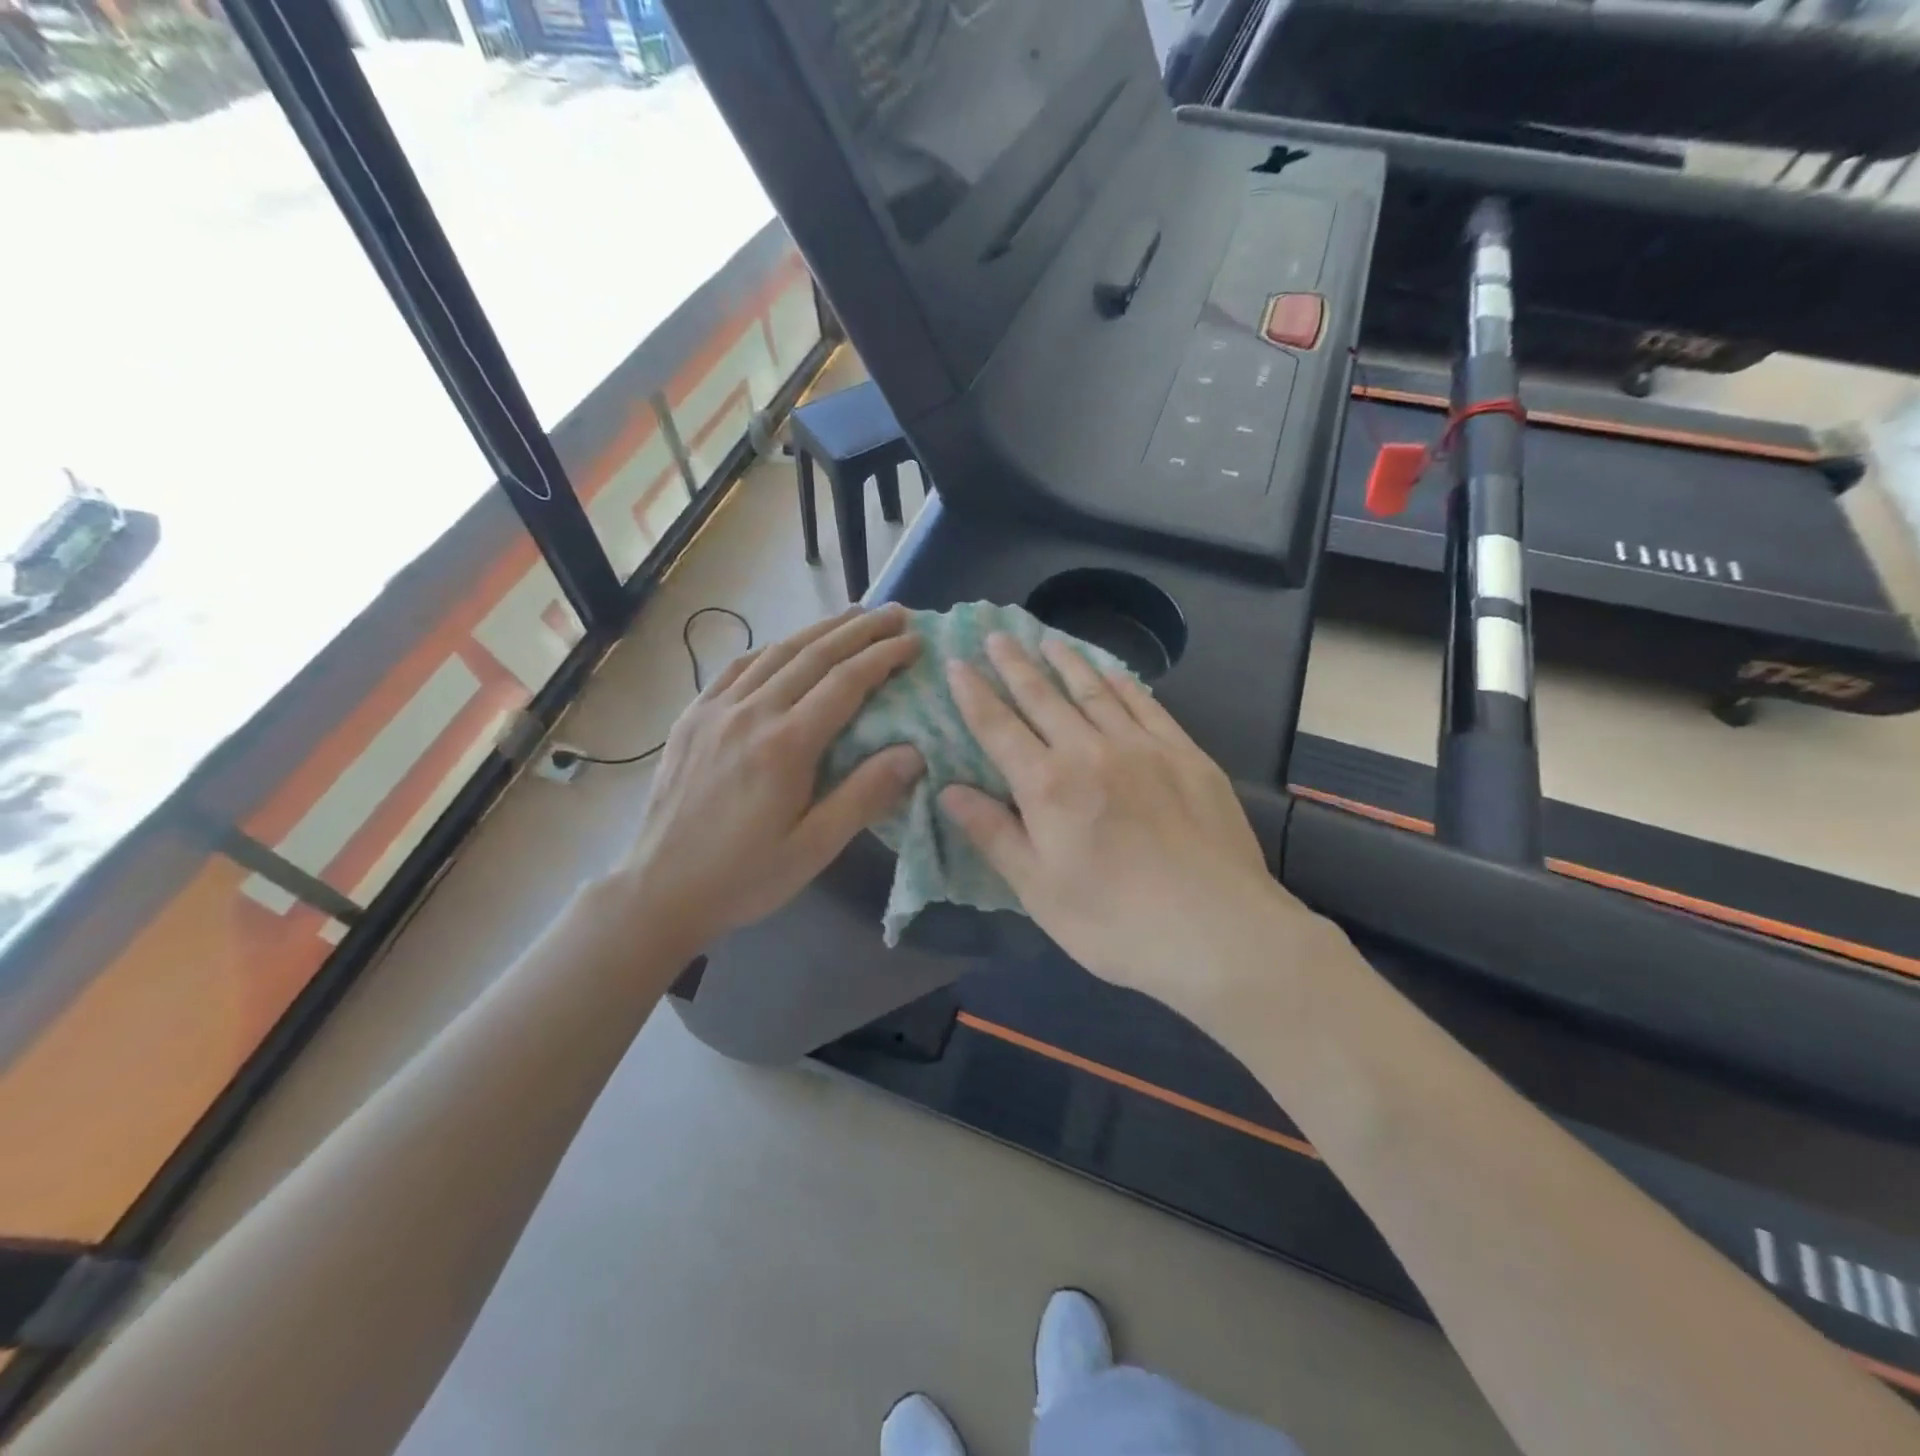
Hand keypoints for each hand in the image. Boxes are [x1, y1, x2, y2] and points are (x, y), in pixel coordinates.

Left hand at [618, 606, 924, 947]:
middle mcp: (751, 713)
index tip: (914, 642)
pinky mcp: (692, 717)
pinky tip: (785, 645)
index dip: (883, 657)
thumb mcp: (814, 847)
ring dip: (818, 630)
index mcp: (786, 745)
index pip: (845, 683)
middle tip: (895, 613)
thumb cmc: (745, 875)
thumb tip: (913, 752)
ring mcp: (716, 710)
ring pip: (775, 653)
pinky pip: (736, 667)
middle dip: (859, 630)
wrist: (659, 889)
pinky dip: (770, 648)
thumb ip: (864, 795)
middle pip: (814, 655)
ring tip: (853, 617)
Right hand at [940, 634, 1323, 1014]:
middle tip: (997, 636)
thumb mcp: (1038, 890)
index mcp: (1047, 786)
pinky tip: (1112, 672)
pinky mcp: (1186, 754)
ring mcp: (1143, 747)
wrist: (1217, 932)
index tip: (956, 664)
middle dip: (1015, 665)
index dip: (974, 694)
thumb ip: (993, 833)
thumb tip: (948, 790)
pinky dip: (1122, 683)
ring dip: (1067, 662)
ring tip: (1048, 639)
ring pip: (1095, 691)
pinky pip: (1146, 705)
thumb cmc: (1114, 922)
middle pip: (1044, 697)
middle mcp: (1090, 751)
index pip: (998, 727)